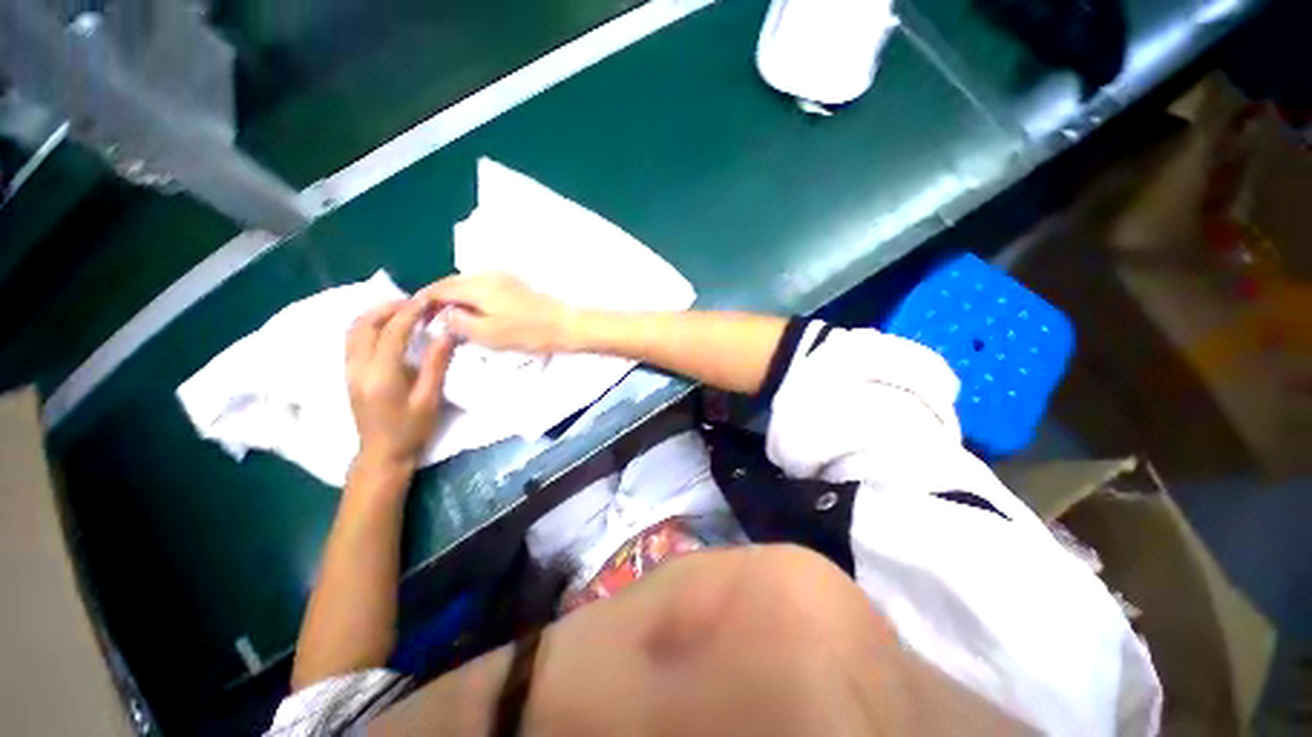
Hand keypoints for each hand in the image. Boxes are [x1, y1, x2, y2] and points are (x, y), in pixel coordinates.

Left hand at [345, 299, 455, 469]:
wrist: (382, 454)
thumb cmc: (411, 429)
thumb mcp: (429, 398)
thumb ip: (436, 363)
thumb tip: (447, 333)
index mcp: (381, 374)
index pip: (392, 331)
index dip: (410, 312)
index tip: (429, 300)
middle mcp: (358, 367)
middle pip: (365, 324)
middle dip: (389, 307)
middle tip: (416, 303)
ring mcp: (349, 370)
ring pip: (354, 329)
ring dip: (376, 314)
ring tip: (403, 310)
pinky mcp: (349, 373)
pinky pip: (353, 339)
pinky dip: (370, 325)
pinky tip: (388, 327)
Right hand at [419, 273, 573, 352]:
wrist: (567, 325)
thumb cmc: (529, 332)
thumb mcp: (489, 334)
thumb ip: (460, 323)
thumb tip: (445, 315)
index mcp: (479, 285)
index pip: (440, 288)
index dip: (424, 301)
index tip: (414, 317)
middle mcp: (489, 275)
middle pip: (453, 283)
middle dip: (438, 298)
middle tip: (428, 319)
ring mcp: (505, 278)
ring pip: (469, 285)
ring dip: (455, 298)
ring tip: (449, 318)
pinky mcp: (516, 285)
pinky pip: (483, 288)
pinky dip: (472, 298)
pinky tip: (473, 313)